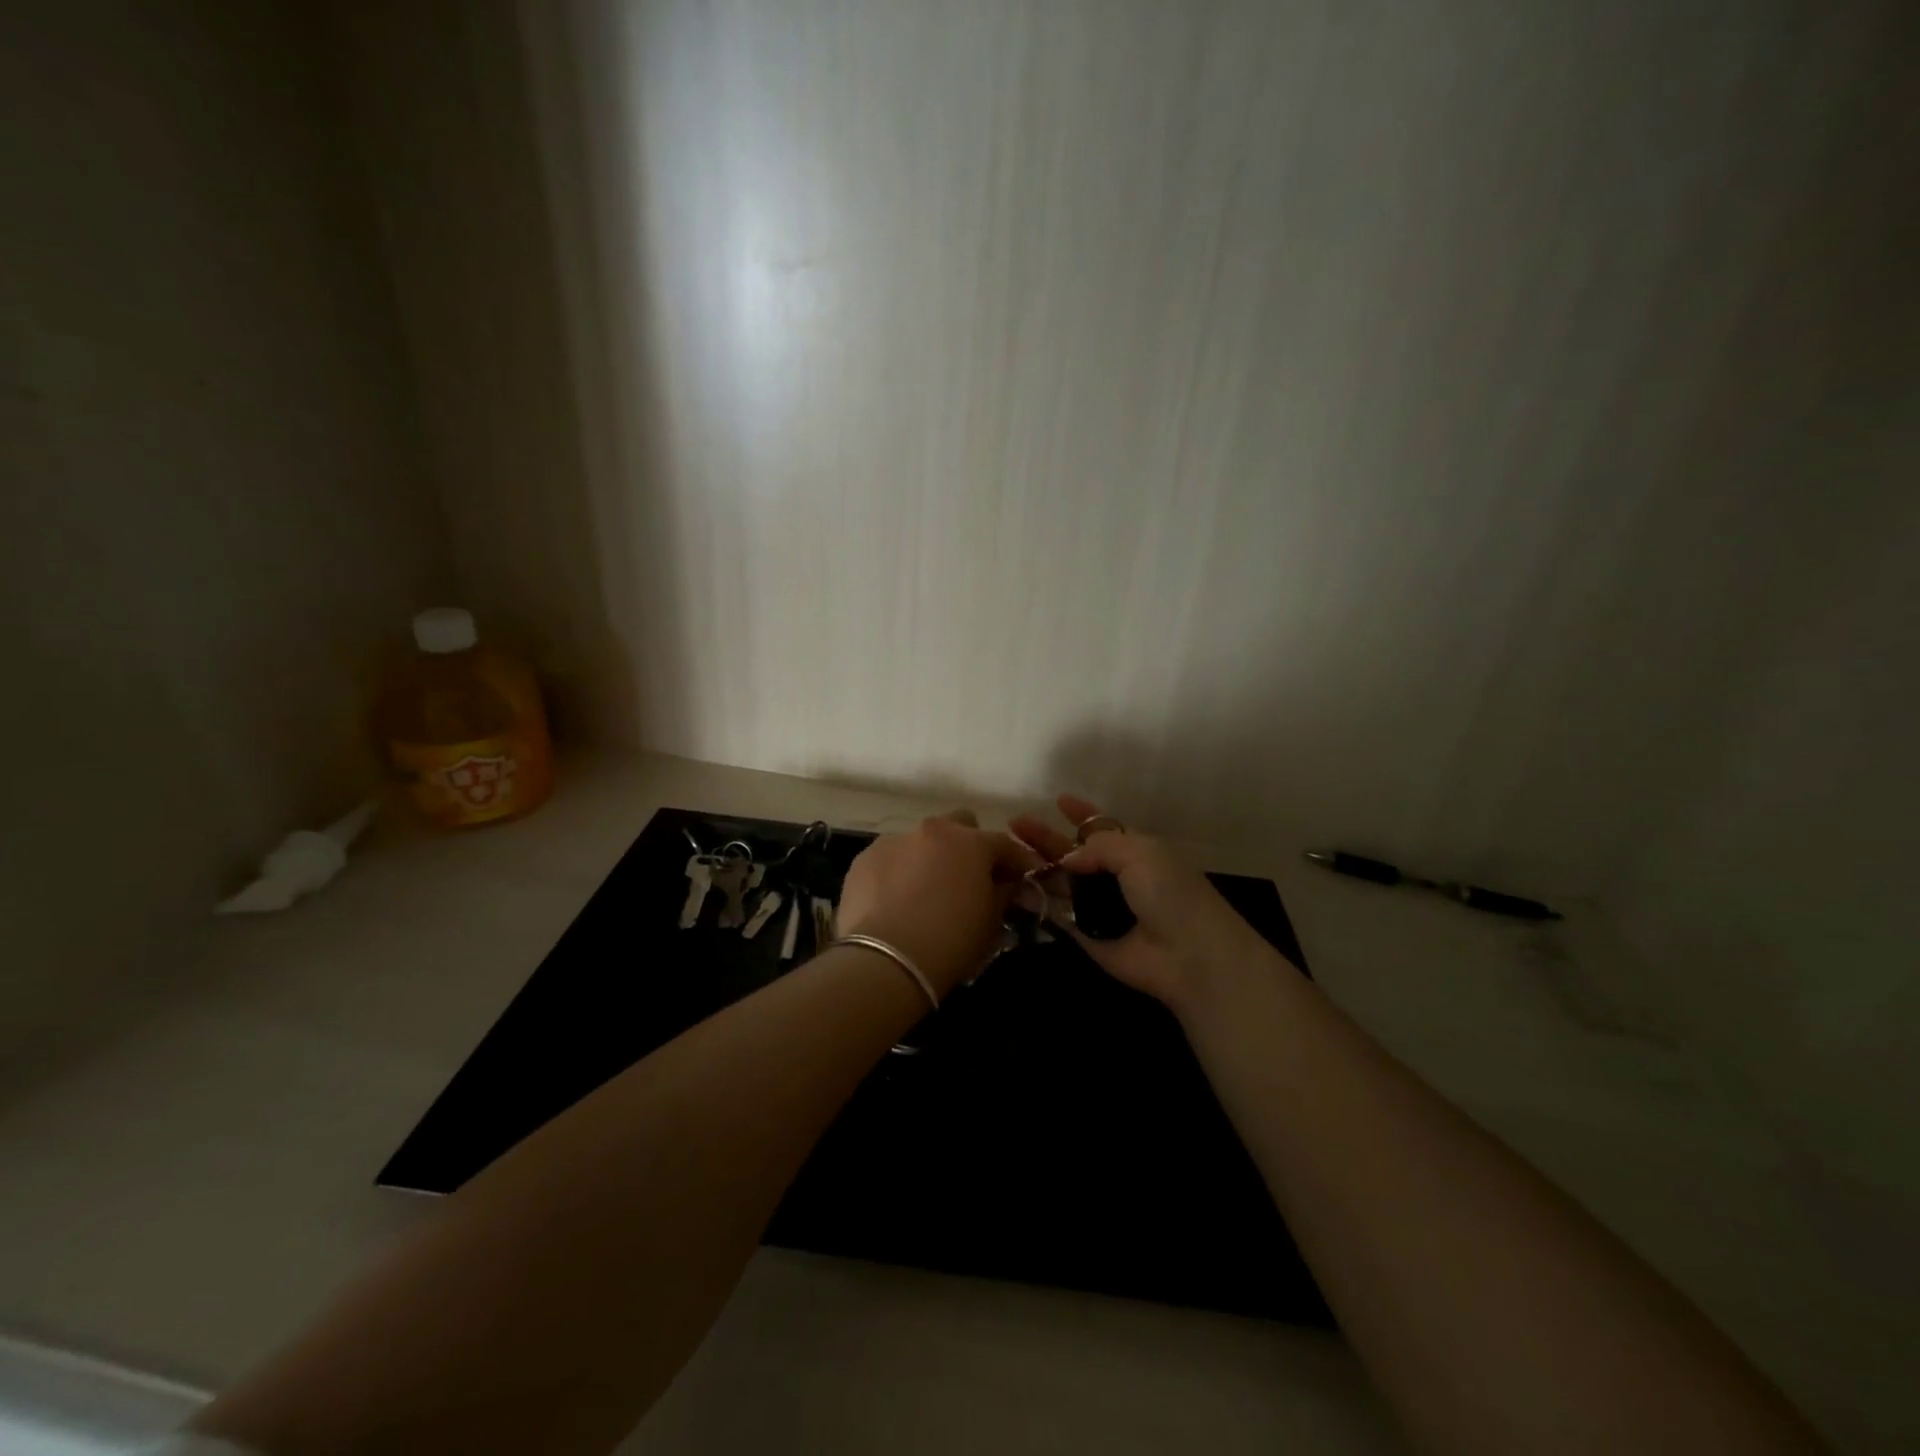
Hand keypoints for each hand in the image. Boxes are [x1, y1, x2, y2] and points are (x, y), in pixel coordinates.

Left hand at [836, 810, 1042, 997]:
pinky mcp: (863, 859)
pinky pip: (890, 860)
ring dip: (928, 859)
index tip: (1021, 879)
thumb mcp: (991, 922)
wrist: (886, 961)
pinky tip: (893, 903)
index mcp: (970, 842)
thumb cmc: (950, 942)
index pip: (1004, 844)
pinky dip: (897, 873)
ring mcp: (893, 840)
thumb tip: (1005, 884)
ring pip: (920, 841)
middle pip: (959, 825)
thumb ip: (1002, 894)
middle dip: (968, 846)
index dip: (1016, 862)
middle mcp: (932, 830)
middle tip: (967, 880)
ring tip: (924, 894)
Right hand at [1010, 794, 1278, 1017]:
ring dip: (1035, 869)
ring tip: (1003, 853)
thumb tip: (1068, 858)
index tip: (1058, 800)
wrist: (1189, 955)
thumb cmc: (1171, 894)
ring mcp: (1100, 908)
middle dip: (1045, 838)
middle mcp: (1115, 878)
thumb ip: (1099, 846)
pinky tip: (1009, 889)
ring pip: (1061, 884)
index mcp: (1134, 852)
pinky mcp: (1087, 938)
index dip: (1081, 814)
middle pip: (1073, 854)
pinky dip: (1035, 904)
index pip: (1102, 828)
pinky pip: (1057, 917)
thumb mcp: (1140, 853)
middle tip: (1014, 823)